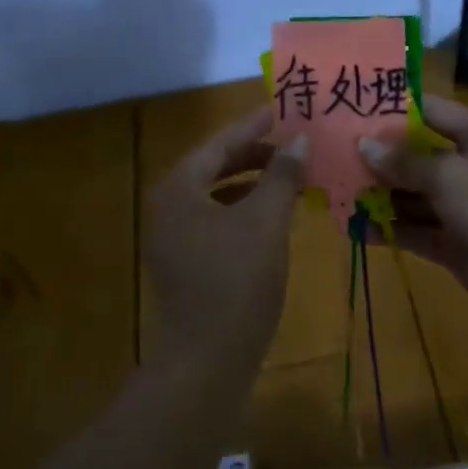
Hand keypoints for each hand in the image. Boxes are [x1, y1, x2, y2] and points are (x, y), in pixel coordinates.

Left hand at [146, 105, 307, 361]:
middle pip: (214, 167)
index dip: (253, 125)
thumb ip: (282, 176)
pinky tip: (274, 216)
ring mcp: (173, 238)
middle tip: (292, 144)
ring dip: (252, 183)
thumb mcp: (266, 222)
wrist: (207, 359)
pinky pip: (216, 221)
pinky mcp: (185, 263)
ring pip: (216, 196)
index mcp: (179, 189)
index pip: (219, 143)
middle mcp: (168, 207)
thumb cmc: (237, 281)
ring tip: (290, 176)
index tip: (281, 109)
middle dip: (254, 154)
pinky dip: (245, 211)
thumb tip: (299, 140)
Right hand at [359, 95, 467, 333]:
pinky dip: (389, 230)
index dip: (397, 111)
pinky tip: (356, 228)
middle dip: (380, 158)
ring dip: (380, 196)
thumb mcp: (451, 176)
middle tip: (334, 155)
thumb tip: (365, 146)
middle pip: (418, 157)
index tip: (356, 109)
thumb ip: (406, 162)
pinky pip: (415, 231)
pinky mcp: (452, 244)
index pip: (433, 113)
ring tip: (338, 192)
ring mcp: (460, 209)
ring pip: (413, 197)